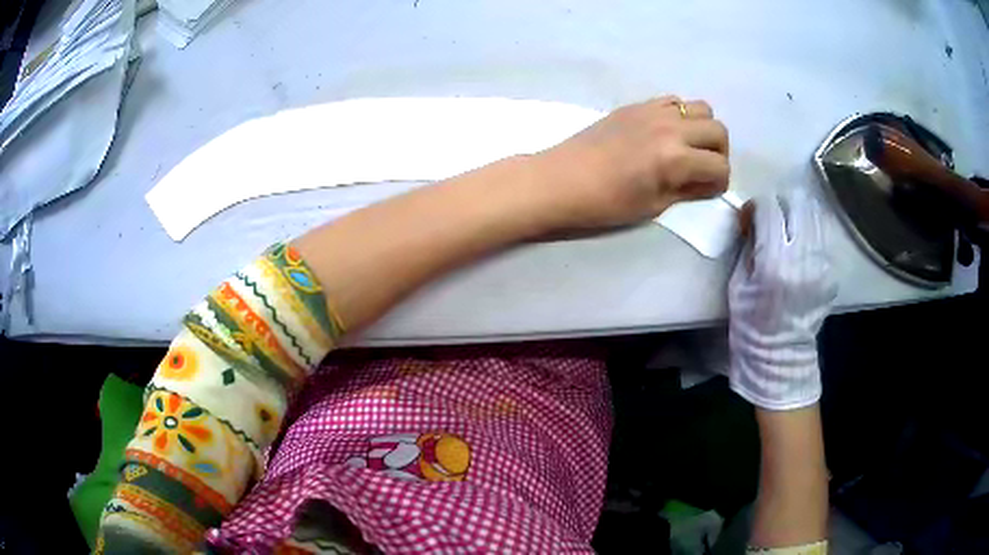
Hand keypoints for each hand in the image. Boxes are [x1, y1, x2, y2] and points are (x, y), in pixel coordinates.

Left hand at [532, 96, 730, 229]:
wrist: (560, 180)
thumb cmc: (606, 203)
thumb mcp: (654, 206)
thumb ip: (688, 190)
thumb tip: (709, 182)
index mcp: (676, 158)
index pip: (720, 167)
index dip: (719, 183)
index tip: (708, 191)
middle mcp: (671, 128)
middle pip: (719, 130)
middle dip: (719, 153)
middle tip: (704, 168)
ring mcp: (653, 111)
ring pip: (700, 108)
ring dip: (703, 128)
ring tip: (688, 147)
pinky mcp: (636, 105)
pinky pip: (673, 100)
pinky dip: (680, 115)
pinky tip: (666, 133)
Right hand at [728, 191, 836, 409]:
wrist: (779, 354)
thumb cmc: (750, 321)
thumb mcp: (738, 282)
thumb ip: (749, 244)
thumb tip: (755, 217)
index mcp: (774, 262)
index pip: (770, 208)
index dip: (757, 205)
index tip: (750, 216)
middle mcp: (803, 257)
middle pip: (797, 202)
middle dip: (781, 204)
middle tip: (772, 218)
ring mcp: (822, 264)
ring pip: (814, 214)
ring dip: (798, 214)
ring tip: (788, 229)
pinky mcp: (832, 272)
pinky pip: (822, 236)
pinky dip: (810, 233)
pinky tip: (801, 247)